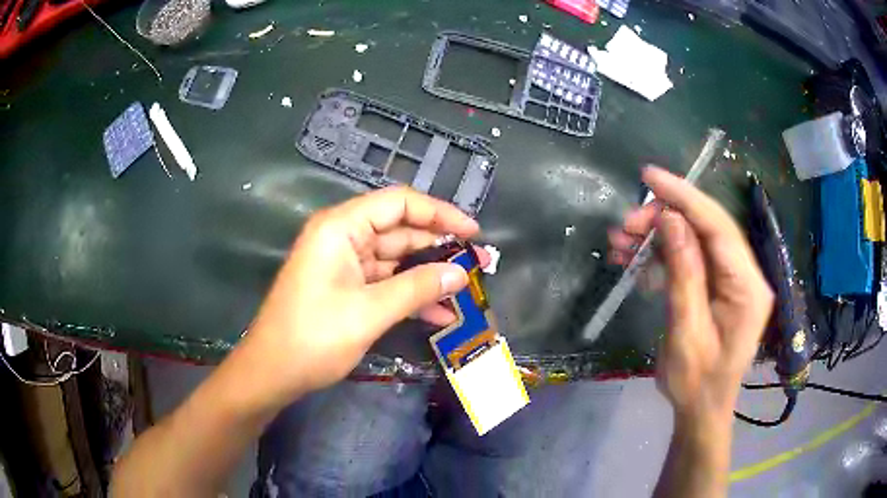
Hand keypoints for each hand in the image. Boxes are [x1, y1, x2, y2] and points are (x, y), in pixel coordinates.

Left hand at [243, 186, 484, 399]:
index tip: (472, 232)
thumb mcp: (369, 312)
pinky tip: (439, 313)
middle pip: (399, 230)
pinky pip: (385, 283)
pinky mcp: (346, 287)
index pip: (399, 203)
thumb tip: (460, 274)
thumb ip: (417, 288)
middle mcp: (343, 237)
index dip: (439, 213)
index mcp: (341, 227)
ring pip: (395, 259)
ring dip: (427, 275)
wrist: (272, 372)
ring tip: (465, 290)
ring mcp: (344, 263)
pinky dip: (410, 295)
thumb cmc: (313, 337)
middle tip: (478, 262)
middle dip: (439, 246)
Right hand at [609, 167, 773, 418]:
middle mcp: (745, 275)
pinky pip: (690, 260)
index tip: (649, 176)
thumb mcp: (686, 333)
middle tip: (625, 225)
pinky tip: (635, 260)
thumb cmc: (696, 383)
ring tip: (621, 241)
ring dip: (658, 237)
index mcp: (748, 287)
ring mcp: (731, 280)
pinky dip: (662, 255)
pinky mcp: (717, 287)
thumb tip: (671, 220)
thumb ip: (684, 275)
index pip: (719, 227)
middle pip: (707, 229)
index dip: (685, 197)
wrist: (700, 411)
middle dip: (665, 219)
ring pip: (695, 241)